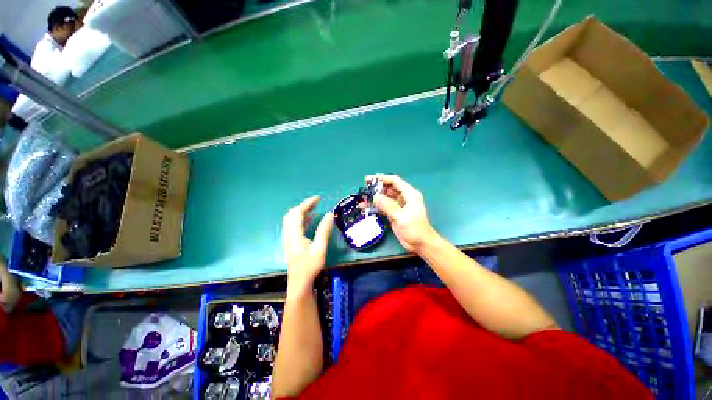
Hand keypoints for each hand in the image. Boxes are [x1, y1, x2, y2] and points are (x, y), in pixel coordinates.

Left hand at [281, 196, 333, 293]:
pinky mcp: (289, 243)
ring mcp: (287, 238)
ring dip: (300, 212)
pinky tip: (307, 222)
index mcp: (295, 233)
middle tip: (315, 204)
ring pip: (290, 220)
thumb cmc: (310, 266)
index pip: (298, 212)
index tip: (318, 199)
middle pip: (291, 214)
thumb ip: (324, 230)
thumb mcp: (320, 248)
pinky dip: (298, 219)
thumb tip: (329, 214)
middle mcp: (288, 233)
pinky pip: (291, 225)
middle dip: (303, 206)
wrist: (299, 281)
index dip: (307, 203)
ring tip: (312, 210)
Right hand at [367, 174, 437, 252]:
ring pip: (385, 197)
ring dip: (374, 197)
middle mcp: (404, 198)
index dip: (382, 179)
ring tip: (361, 198)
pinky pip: (383, 206)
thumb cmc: (415, 229)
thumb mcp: (402, 217)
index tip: (369, 180)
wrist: (421, 244)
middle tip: (363, 189)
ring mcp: (399, 206)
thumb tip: (375, 197)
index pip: (395, 181)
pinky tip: (366, 207)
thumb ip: (389, 206)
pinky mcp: (395, 214)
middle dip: (376, 187)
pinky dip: (375, 206)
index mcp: (410, 194)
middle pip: (389, 188)